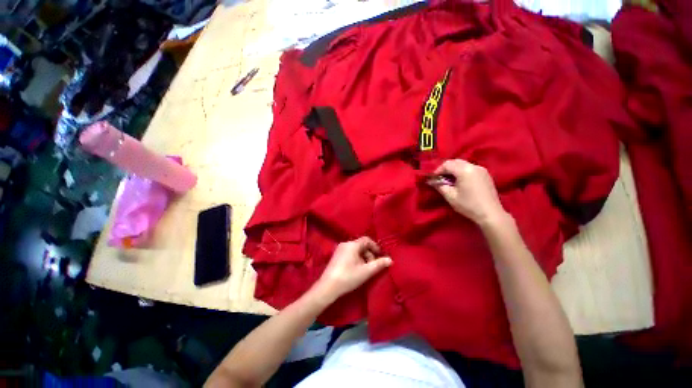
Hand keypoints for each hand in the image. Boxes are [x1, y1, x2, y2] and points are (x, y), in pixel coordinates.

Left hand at [313, 237, 391, 302]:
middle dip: (369, 254)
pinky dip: (356, 259)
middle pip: (361, 245)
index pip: (367, 240)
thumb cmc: (348, 277)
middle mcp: (345, 244)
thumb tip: (390, 260)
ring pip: (356, 250)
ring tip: (365, 270)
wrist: (328, 287)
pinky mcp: (336, 256)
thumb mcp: (366, 271)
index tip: (380, 256)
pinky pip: (350, 253)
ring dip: (363, 258)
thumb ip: (379, 265)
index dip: (375, 247)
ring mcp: (339, 249)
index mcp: (352, 245)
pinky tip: (357, 270)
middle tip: (373, 266)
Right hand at [429, 159, 508, 226]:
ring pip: (463, 164)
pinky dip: (462, 171)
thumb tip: (432, 181)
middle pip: (456, 161)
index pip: (447, 164)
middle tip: (440, 178)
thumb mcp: (450, 196)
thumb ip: (440, 186)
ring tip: (449, 180)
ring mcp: (482, 170)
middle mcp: (474, 166)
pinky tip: (460, 181)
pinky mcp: (486, 174)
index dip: (438, 170)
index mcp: (465, 170)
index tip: (434, 179)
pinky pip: (470, 168)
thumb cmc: (468, 205)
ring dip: (454, 169)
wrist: (490, 214)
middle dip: (446, 168)